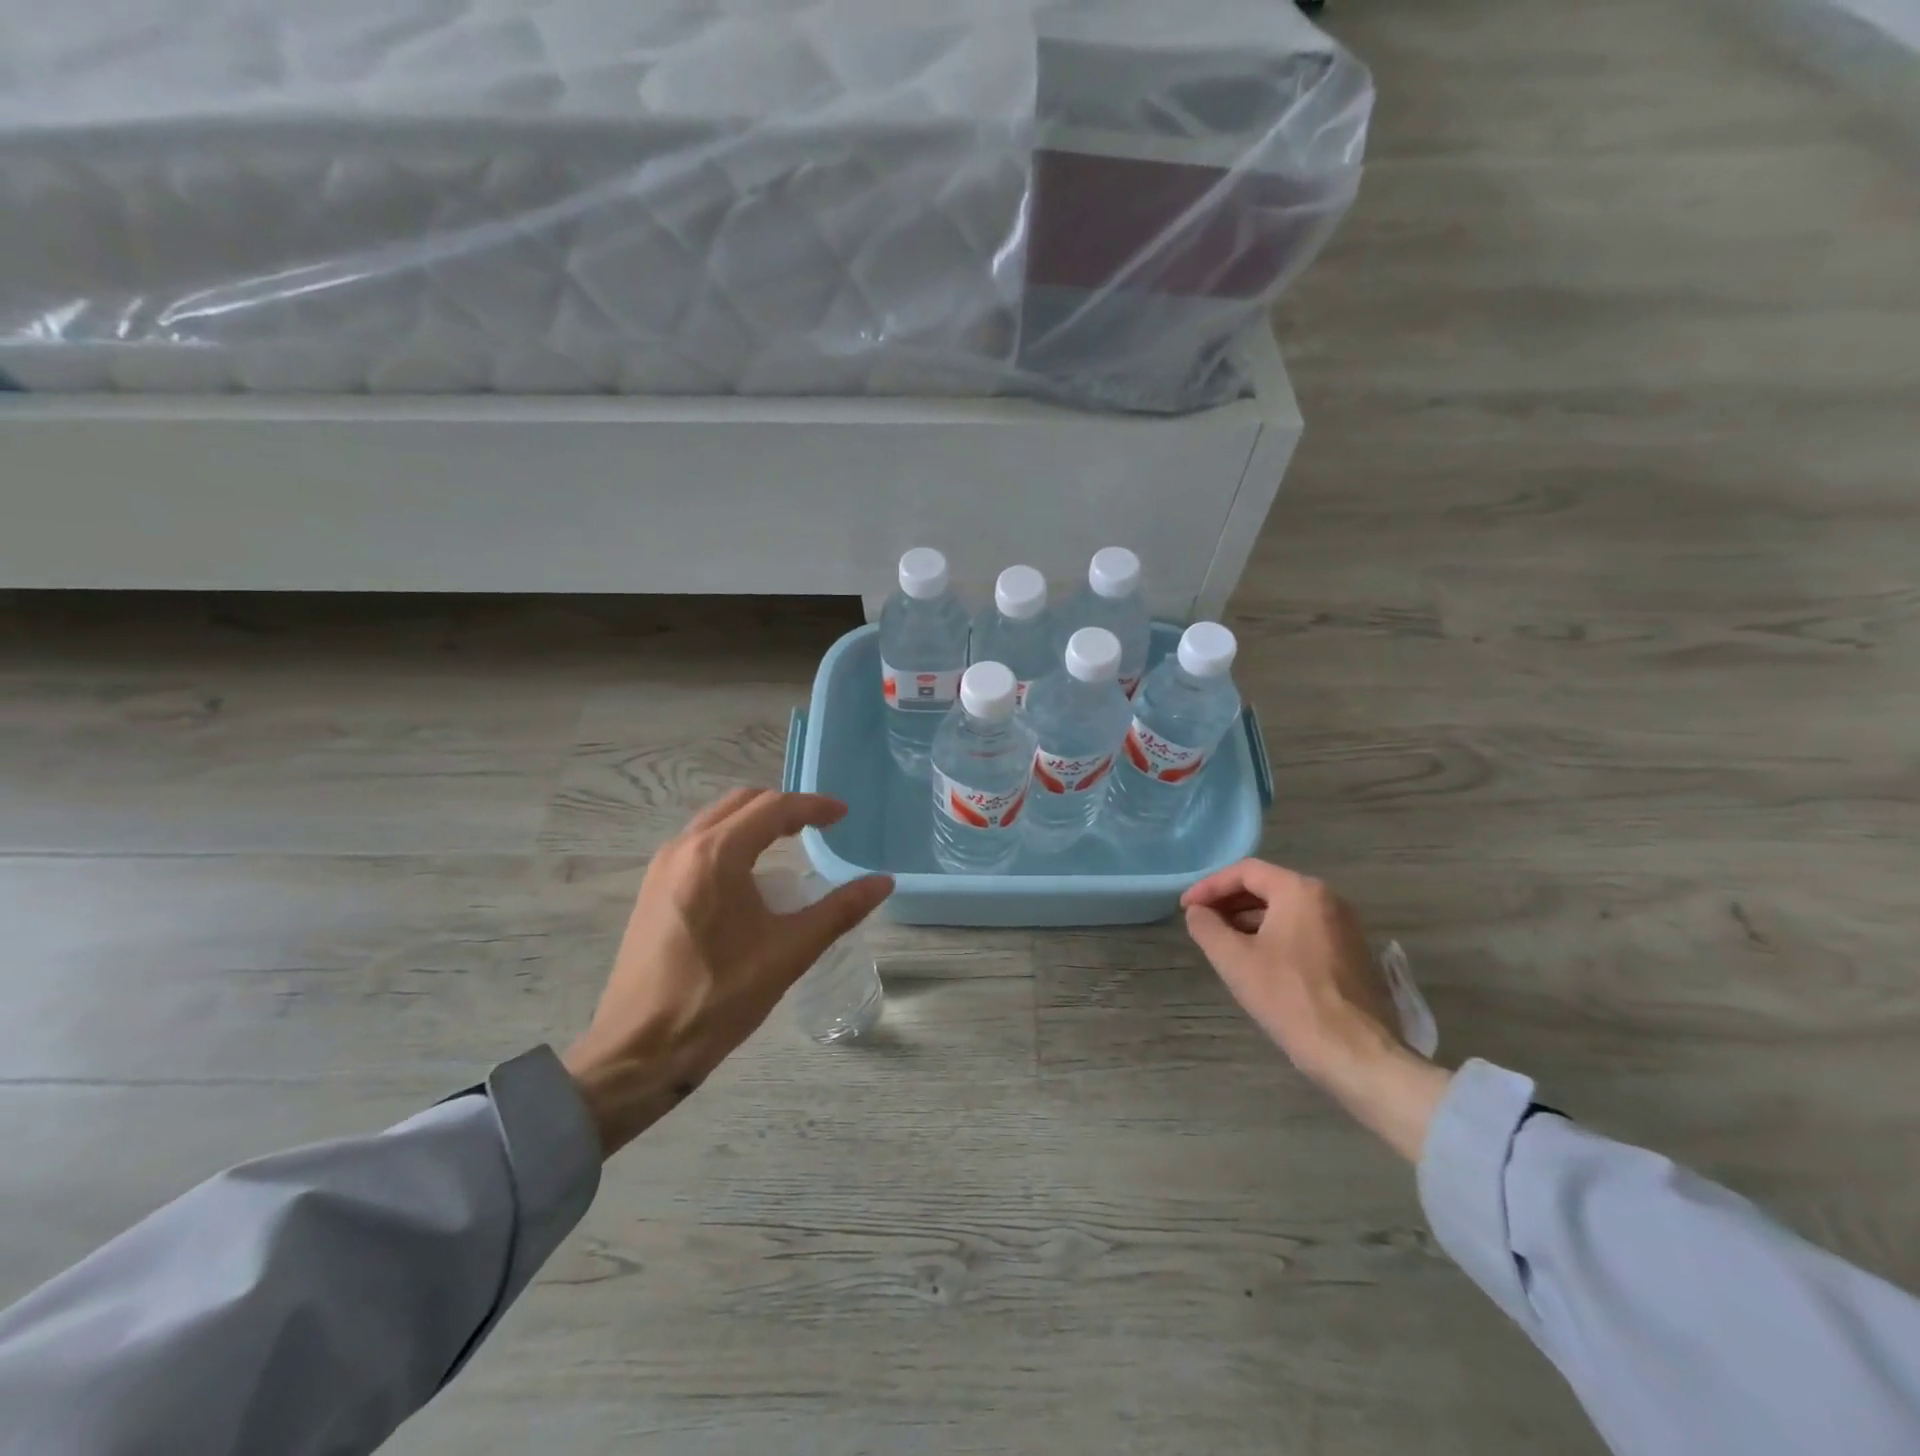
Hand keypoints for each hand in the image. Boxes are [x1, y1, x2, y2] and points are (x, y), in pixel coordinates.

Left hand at [564, 789, 892, 1156]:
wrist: (638, 1050)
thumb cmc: (719, 997)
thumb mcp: (789, 952)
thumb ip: (840, 910)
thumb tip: (883, 882)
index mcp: (717, 854)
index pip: (773, 809)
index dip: (813, 807)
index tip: (843, 815)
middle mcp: (684, 848)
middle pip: (742, 803)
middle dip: (784, 807)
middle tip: (819, 826)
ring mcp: (662, 868)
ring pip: (716, 820)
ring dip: (755, 821)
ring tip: (790, 843)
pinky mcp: (653, 890)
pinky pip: (699, 843)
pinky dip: (731, 840)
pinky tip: (749, 874)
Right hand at [1182, 860, 1449, 1160]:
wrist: (1355, 1052)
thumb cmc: (1289, 997)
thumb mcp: (1234, 960)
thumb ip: (1207, 927)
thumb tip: (1197, 912)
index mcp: (1300, 891)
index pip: (1245, 872)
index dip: (1209, 886)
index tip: (1186, 907)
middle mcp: (1328, 899)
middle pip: (1267, 887)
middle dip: (1229, 901)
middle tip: (1200, 921)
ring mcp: (1344, 926)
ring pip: (1285, 909)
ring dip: (1249, 919)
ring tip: (1222, 941)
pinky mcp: (1351, 953)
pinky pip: (1303, 929)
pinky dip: (1273, 934)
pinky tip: (1256, 959)